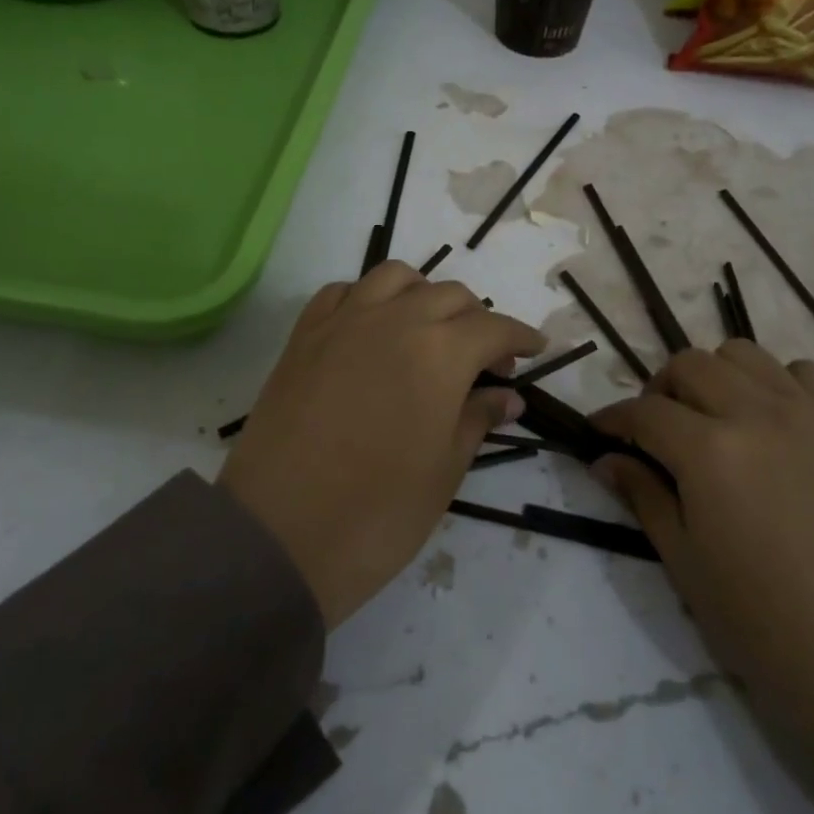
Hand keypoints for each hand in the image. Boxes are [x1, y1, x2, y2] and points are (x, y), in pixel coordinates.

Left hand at [220, 262, 544, 628]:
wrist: (278, 535)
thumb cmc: (377, 513)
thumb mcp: (444, 471)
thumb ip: (477, 420)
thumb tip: (507, 397)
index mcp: (440, 352)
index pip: (494, 328)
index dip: (521, 337)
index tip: (536, 350)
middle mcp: (395, 320)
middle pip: (450, 296)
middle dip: (478, 321)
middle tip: (486, 363)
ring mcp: (344, 321)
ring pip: (396, 277)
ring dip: (425, 296)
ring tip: (430, 333)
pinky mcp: (304, 335)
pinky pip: (344, 292)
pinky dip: (369, 298)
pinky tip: (373, 328)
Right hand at [593, 343, 813, 764]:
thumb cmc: (768, 628)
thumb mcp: (687, 566)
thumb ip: (644, 498)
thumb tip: (606, 460)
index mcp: (709, 452)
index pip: (643, 412)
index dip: (612, 419)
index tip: (597, 433)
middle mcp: (756, 413)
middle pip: (689, 365)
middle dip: (658, 390)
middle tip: (653, 432)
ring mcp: (807, 414)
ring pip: (743, 354)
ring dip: (712, 375)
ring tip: (708, 419)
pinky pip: (802, 372)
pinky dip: (773, 381)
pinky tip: (768, 421)